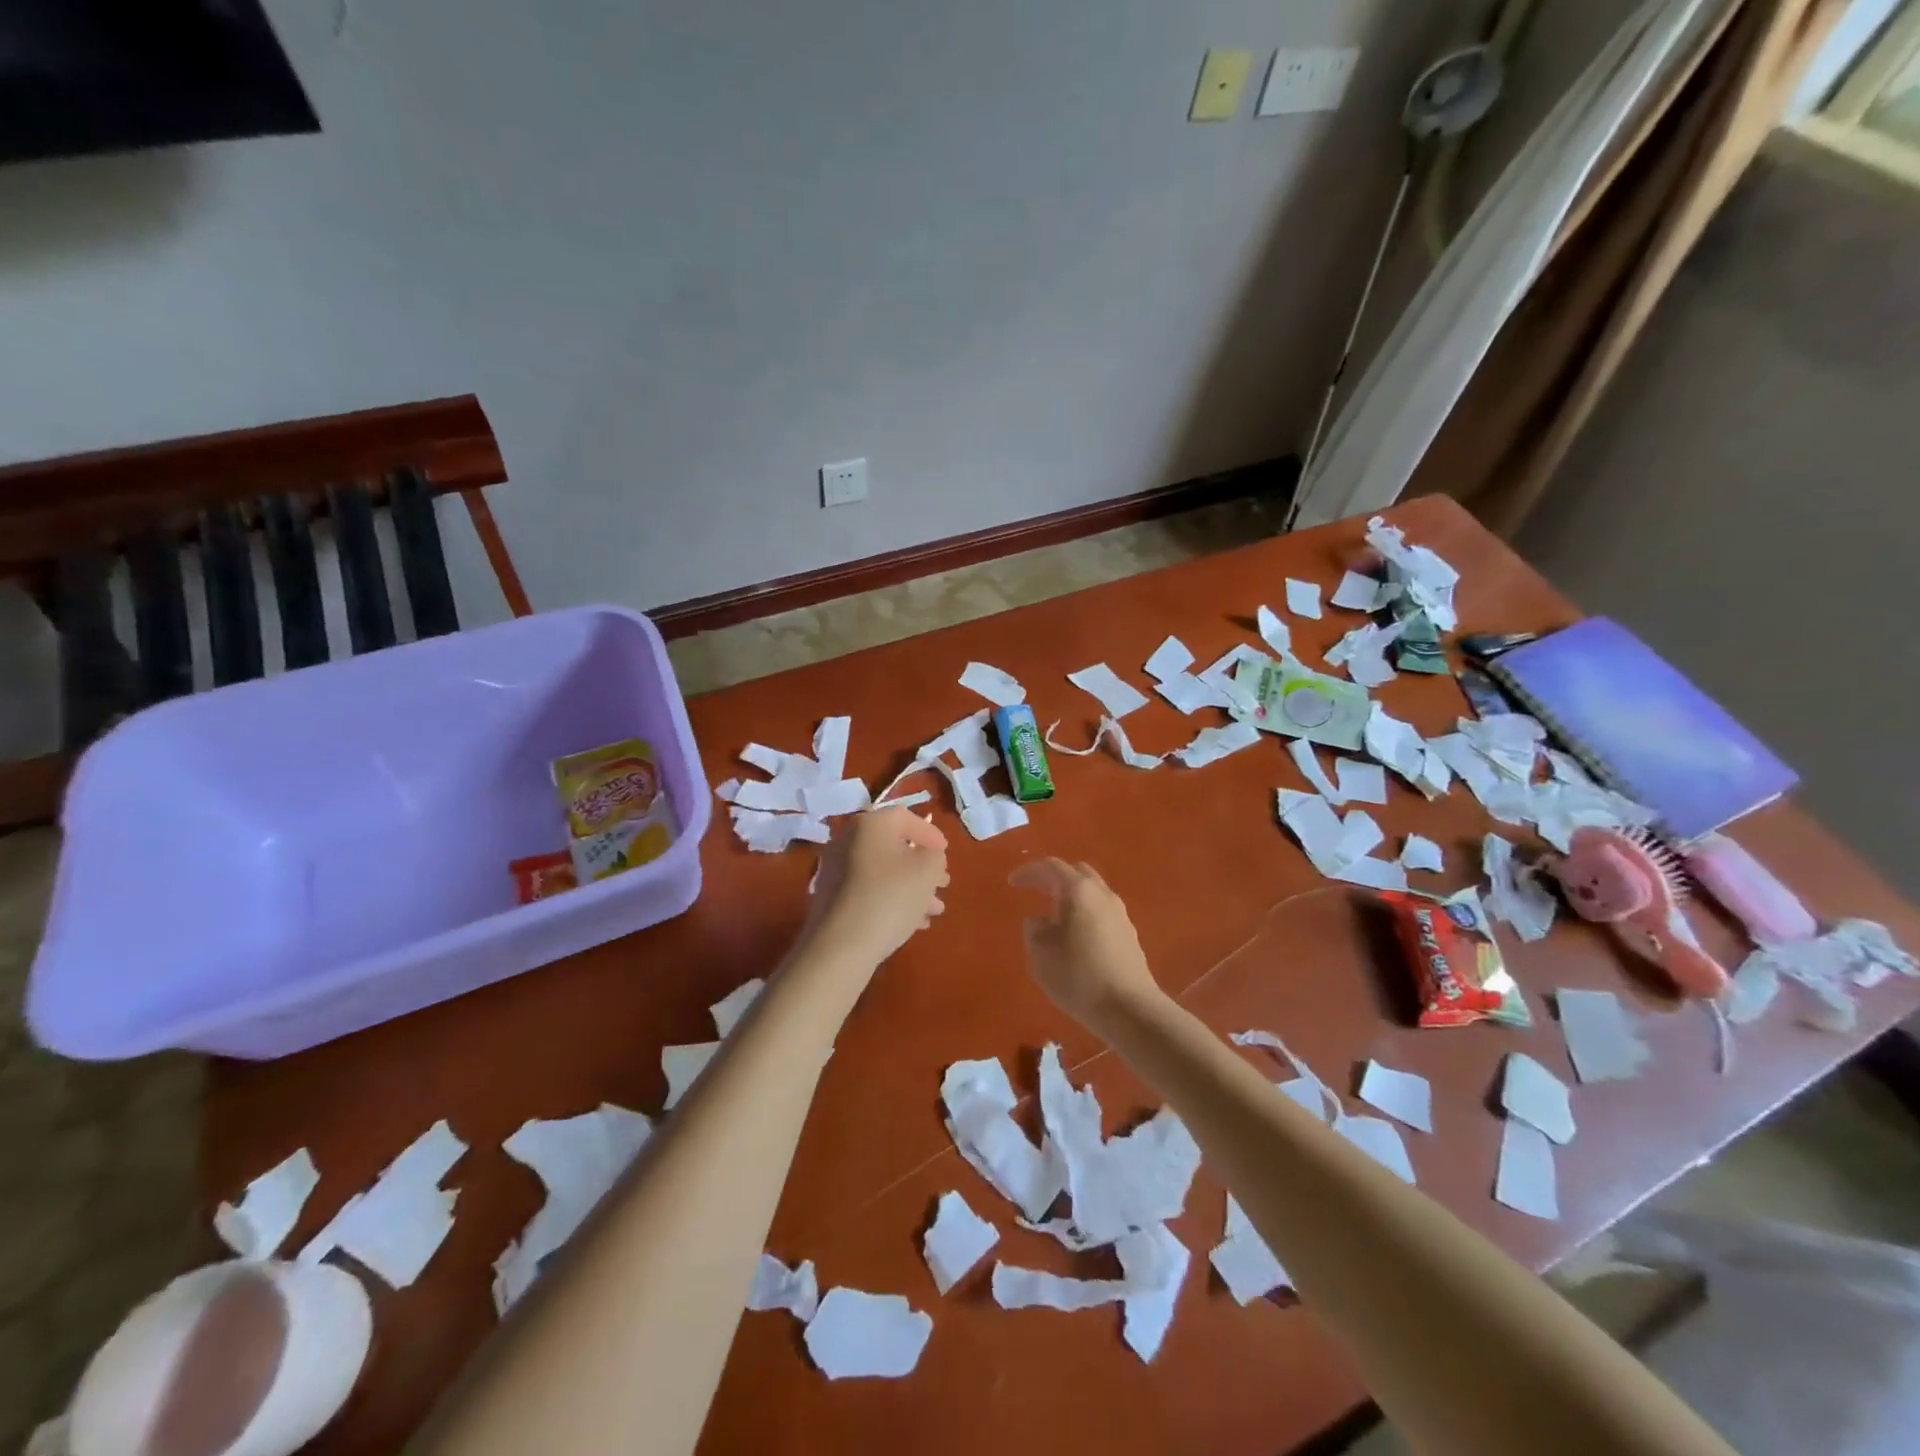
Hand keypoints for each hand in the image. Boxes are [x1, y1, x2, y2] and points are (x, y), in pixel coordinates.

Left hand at [807, 807, 949, 965]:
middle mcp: (848, 840)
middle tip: (942, 884)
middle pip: (894, 847)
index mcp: (870, 824)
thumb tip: (927, 854)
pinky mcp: (832, 897)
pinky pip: (869, 890)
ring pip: (884, 872)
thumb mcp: (927, 871)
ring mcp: (836, 870)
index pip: (905, 817)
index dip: (929, 833)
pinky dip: (892, 899)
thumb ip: (934, 855)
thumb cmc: (890, 897)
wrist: (841, 946)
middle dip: (922, 866)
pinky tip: (913, 923)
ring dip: (912, 887)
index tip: (945, 853)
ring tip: (934, 910)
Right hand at [1009, 859, 1161, 1033]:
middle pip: (1076, 872)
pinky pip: (1102, 911)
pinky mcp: (1129, 933)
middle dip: (1054, 878)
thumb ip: (1034, 929)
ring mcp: (1120, 912)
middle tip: (1036, 891)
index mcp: (1078, 890)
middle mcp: (1102, 894)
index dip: (1028, 872)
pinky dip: (1085, 912)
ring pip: (1092, 891)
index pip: (1050, 867)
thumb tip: (1041, 920)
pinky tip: (1076, 935)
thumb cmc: (1078, 976)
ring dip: (1072, 896)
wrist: (1129, 1008)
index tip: (1012, 883)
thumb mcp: (1040, 954)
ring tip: (1055, 916)